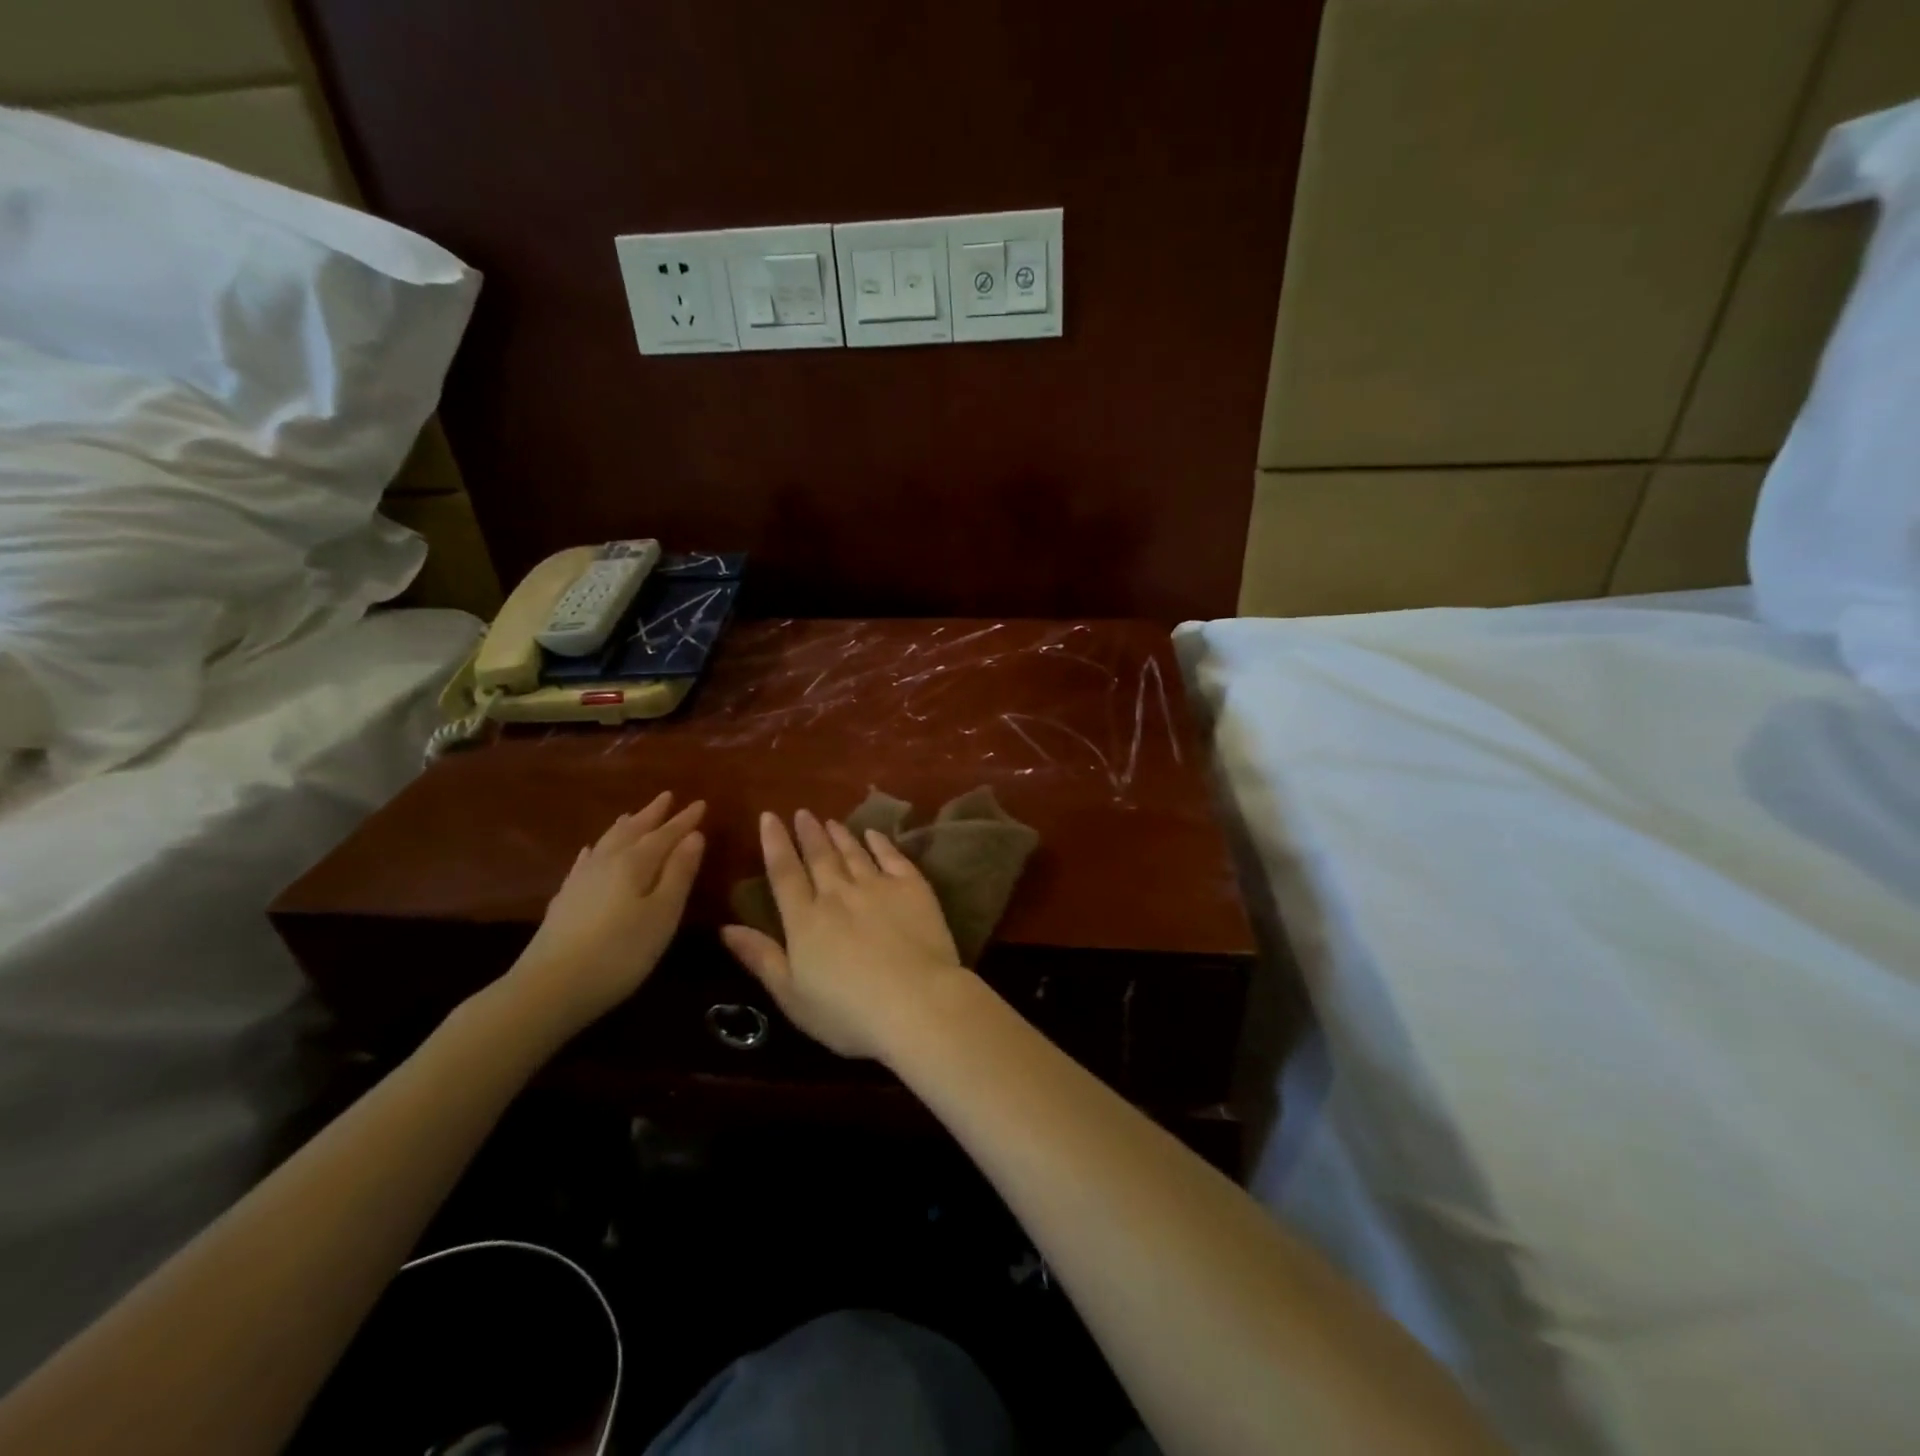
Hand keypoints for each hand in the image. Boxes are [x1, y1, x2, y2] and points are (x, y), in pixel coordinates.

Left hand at [505, 792, 705, 1036]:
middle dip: (652, 814)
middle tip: (667, 796)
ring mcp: (581, 880)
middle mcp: (607, 862)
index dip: (685, 820)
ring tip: (633, 814)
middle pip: (633, 831)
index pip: (666, 834)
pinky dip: (594, 850)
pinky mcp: (564, 900)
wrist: (548, 989)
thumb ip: (679, 874)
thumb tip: (694, 835)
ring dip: (625, 827)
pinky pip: (584, 862)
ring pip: (607, 842)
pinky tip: (590, 851)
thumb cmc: (620, 952)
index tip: (701, 802)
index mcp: (635, 863)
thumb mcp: (663, 914)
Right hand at [722, 809, 968, 1059]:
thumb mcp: (792, 996)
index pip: (784, 874)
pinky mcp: (912, 888)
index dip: (775, 844)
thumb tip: (725, 928)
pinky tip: (873, 834)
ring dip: (840, 835)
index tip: (769, 818)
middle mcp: (838, 895)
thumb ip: (761, 958)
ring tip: (830, 821)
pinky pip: (892, 857)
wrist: (917, 1002)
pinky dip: (881, 843)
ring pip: (853, 853)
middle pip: (819, 857)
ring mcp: (878, 887)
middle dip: (808, 833)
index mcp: (805, 921)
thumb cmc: (848, 1013)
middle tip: (802, 812)